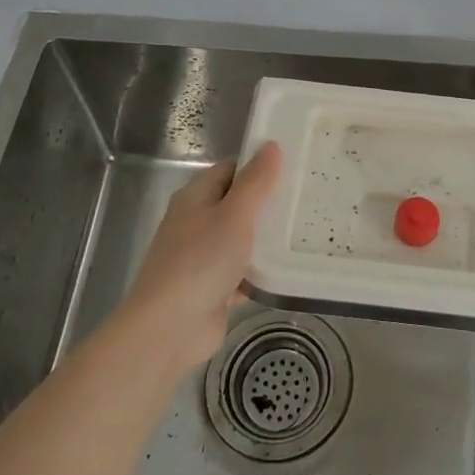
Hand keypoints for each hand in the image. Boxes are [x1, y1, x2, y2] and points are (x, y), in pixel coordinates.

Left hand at [119, 142, 282, 372]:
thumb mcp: (235, 214)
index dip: (258, 165)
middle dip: (267, 204)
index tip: (293, 167)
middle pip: (236, 204)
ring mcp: (201, 258)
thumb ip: (256, 182)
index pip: (230, 170)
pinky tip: (288, 271)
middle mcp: (195, 223)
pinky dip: (259, 272)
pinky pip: (241, 273)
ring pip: (240, 240)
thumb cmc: (201, 262)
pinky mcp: (211, 289)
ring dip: (265, 240)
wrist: (169, 328)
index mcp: (195, 198)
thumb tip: (271, 145)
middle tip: (306, 200)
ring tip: (305, 232)